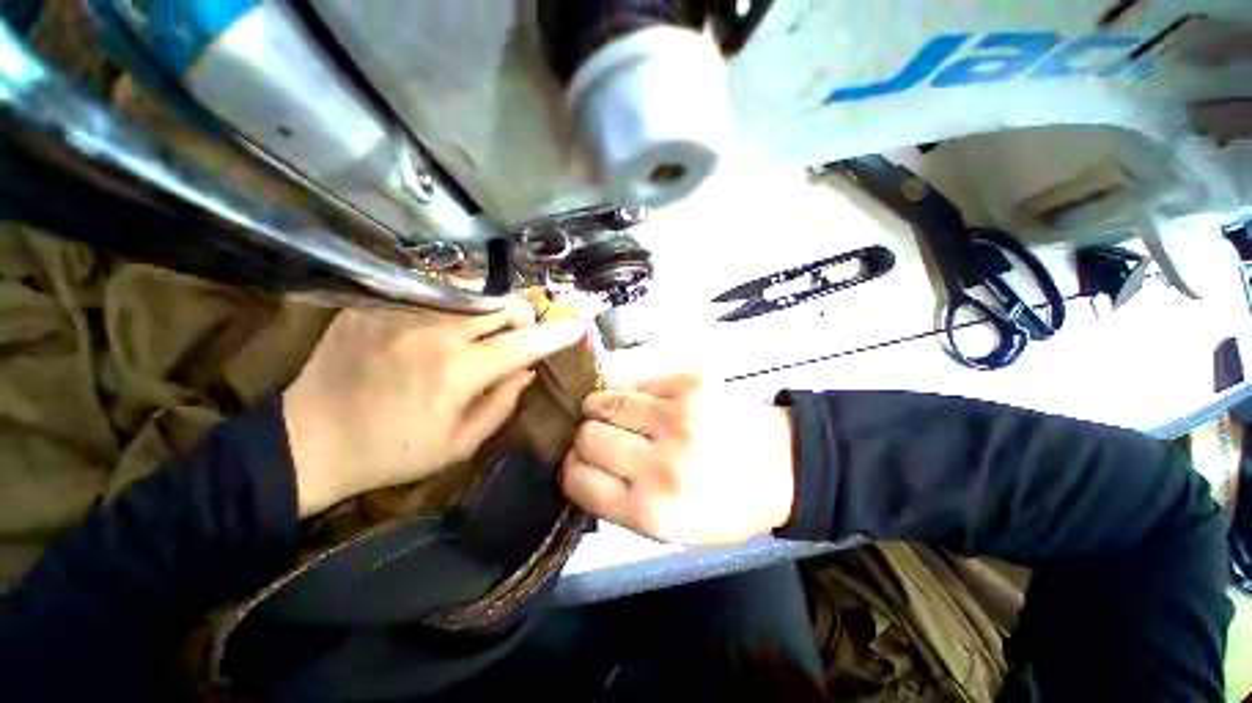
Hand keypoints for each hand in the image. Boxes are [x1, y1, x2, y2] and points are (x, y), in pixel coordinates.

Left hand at [283, 298, 584, 516]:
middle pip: (501, 305)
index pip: (523, 344)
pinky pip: (431, 294)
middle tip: (521, 330)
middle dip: (522, 315)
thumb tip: (527, 371)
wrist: (310, 439)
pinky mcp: (375, 305)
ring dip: (490, 309)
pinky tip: (442, 325)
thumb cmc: (392, 451)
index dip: (555, 335)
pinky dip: (452, 307)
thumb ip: (502, 403)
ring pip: (470, 293)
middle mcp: (435, 333)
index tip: (576, 327)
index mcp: (458, 372)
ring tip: (484, 327)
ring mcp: (402, 313)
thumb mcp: (459, 443)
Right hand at [560, 374, 795, 544]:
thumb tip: (582, 469)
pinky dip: (631, 392)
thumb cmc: (727, 506)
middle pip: (587, 437)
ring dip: (600, 407)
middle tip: (597, 437)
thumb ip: (621, 504)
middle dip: (584, 438)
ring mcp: (676, 417)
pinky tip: (643, 401)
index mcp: (652, 512)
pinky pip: (636, 381)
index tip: (577, 463)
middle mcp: (660, 464)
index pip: (579, 481)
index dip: (571, 470)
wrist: (782, 466)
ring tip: (609, 411)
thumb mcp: (672, 532)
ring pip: (605, 401)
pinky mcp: (689, 384)